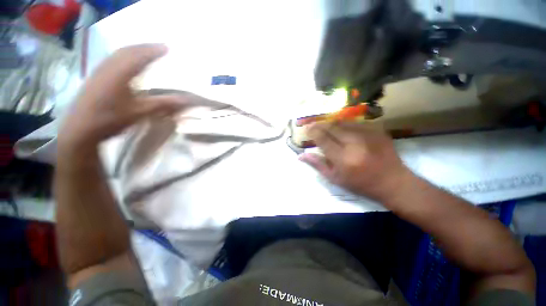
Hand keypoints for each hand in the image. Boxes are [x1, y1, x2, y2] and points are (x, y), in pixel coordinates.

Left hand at [58, 44, 185, 150]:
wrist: (81, 128)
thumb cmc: (111, 119)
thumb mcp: (140, 112)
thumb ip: (163, 104)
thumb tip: (186, 100)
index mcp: (120, 73)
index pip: (139, 56)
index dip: (154, 50)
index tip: (168, 48)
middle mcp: (108, 67)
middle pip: (128, 50)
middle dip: (145, 47)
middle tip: (160, 47)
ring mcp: (100, 70)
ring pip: (119, 53)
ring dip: (134, 49)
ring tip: (147, 51)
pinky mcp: (96, 76)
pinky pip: (113, 59)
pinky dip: (125, 56)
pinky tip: (129, 61)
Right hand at [299, 122, 410, 201]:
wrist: (393, 182)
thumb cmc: (360, 184)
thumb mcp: (335, 178)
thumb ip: (317, 164)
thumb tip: (301, 155)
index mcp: (343, 159)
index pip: (322, 139)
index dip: (312, 132)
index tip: (307, 129)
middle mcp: (355, 143)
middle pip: (331, 127)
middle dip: (319, 125)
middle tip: (313, 126)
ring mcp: (368, 135)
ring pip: (342, 122)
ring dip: (331, 123)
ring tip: (325, 127)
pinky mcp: (377, 130)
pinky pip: (355, 123)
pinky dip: (344, 125)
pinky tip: (342, 129)